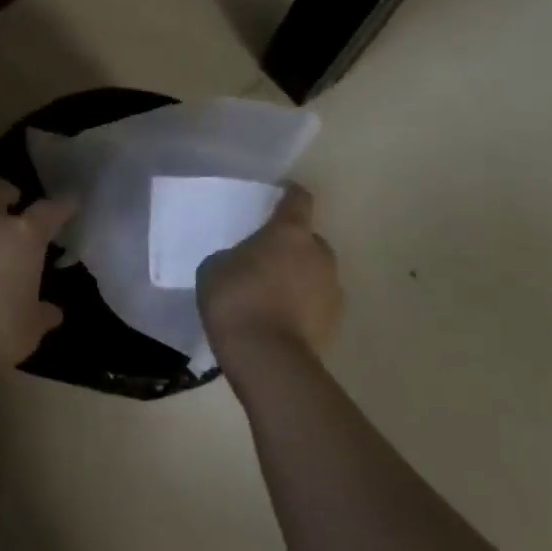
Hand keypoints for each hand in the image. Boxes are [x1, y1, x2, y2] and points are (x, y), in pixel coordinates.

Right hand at [197, 184, 342, 369]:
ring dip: (300, 277)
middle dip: (292, 246)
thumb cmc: (235, 298)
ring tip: (272, 294)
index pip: (298, 199)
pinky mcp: (336, 321)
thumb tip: (245, 261)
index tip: (280, 194)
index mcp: (289, 232)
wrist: (266, 356)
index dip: (290, 194)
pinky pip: (317, 302)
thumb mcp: (215, 266)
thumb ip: (234, 255)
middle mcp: (319, 253)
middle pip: (310, 240)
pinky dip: (304, 305)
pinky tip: (281, 319)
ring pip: (316, 272)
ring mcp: (332, 288)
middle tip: (266, 259)